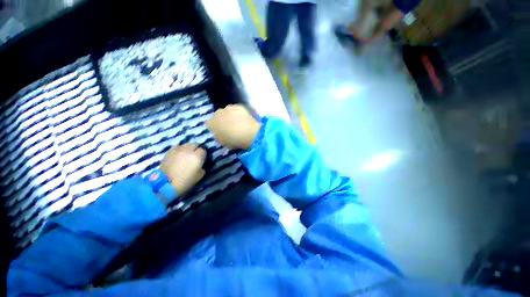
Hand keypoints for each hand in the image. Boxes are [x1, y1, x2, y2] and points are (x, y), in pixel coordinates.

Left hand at [160, 143, 205, 195]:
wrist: (166, 184)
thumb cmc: (185, 181)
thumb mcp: (199, 176)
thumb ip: (202, 167)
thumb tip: (200, 165)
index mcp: (197, 156)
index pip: (203, 150)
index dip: (203, 154)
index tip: (202, 159)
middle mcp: (188, 150)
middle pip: (195, 144)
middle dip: (196, 149)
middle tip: (195, 155)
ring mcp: (178, 150)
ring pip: (186, 144)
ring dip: (188, 148)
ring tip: (187, 154)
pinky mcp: (169, 151)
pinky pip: (177, 147)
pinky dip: (180, 149)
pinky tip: (179, 154)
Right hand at [206, 104, 261, 149]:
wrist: (246, 133)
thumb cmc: (233, 141)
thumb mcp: (223, 142)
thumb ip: (219, 136)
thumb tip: (220, 134)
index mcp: (211, 123)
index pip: (210, 124)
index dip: (215, 127)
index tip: (220, 131)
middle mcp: (217, 113)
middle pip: (218, 115)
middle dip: (222, 120)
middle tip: (229, 127)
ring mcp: (228, 108)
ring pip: (227, 111)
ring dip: (231, 115)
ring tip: (238, 123)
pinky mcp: (238, 106)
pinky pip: (237, 110)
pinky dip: (240, 113)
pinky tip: (244, 119)